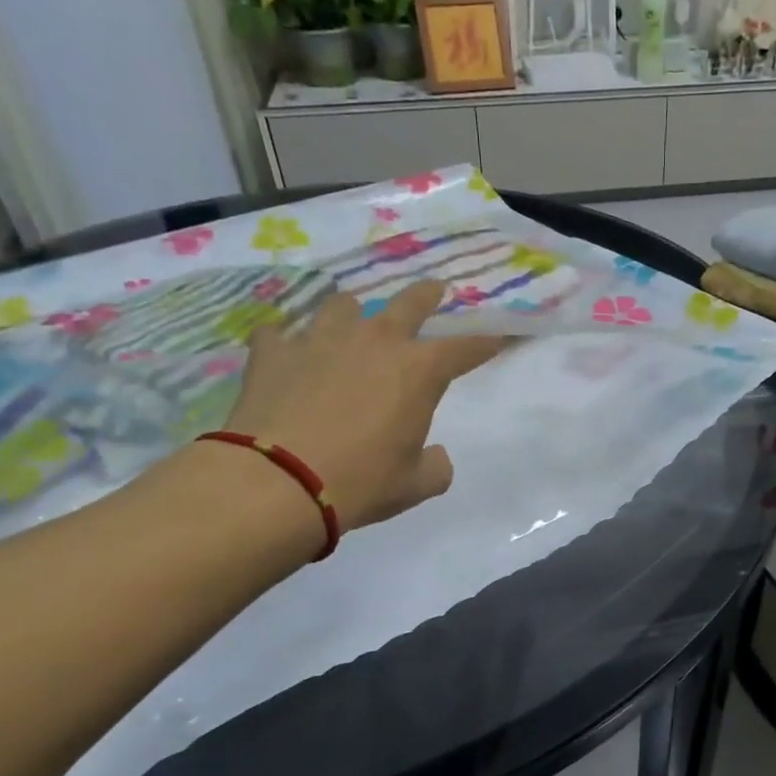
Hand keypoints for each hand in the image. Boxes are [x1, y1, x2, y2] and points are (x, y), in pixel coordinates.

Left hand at [222, 280, 507, 535]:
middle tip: (435, 290)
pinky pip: (280, 333)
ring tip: (351, 325)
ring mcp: (320, 340)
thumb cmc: (361, 482)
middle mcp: (373, 342)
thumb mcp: (414, 485)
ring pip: (343, 306)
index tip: (501, 334)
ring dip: (354, 315)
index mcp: (418, 371)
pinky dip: (288, 343)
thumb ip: (435, 466)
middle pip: (409, 303)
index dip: (487, 341)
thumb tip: (436, 456)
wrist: (278, 481)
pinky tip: (286, 355)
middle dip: (428, 295)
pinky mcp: (273, 351)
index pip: (466, 348)